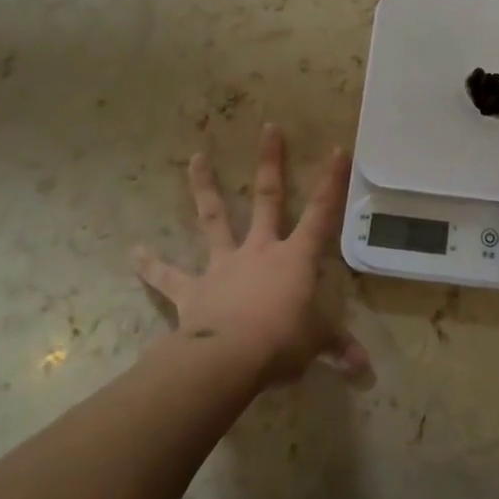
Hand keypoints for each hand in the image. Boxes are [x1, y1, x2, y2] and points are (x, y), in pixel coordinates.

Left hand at [136, 124, 371, 387]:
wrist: (228, 358)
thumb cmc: (281, 342)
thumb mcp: (316, 344)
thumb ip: (338, 349)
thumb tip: (365, 371)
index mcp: (295, 258)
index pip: (321, 213)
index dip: (332, 182)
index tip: (337, 148)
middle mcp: (260, 250)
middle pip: (267, 197)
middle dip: (270, 162)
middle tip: (268, 127)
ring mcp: (224, 265)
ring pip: (215, 219)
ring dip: (205, 187)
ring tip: (196, 157)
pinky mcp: (193, 289)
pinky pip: (169, 276)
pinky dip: (151, 265)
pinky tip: (133, 252)